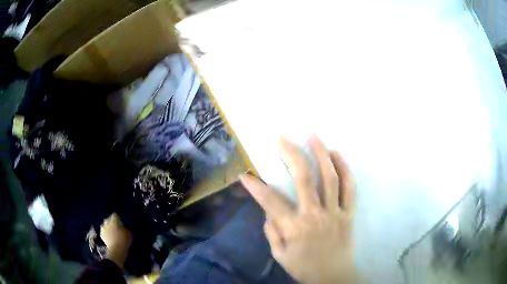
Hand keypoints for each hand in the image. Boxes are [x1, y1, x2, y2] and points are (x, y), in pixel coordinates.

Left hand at [100, 213, 132, 267]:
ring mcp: (103, 228)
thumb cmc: (124, 240)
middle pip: (109, 219)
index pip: (115, 215)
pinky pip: (104, 232)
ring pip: (106, 225)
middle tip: (117, 228)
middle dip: (112, 222)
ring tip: (113, 233)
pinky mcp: (101, 235)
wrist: (116, 250)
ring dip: (108, 228)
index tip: (121, 222)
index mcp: (114, 219)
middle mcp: (107, 221)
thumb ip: (126, 228)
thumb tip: (124, 228)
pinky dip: (106, 233)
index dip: (118, 218)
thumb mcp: (129, 234)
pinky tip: (110, 237)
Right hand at [240, 136, 357, 283]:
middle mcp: (315, 215)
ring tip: (313, 136)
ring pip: (330, 178)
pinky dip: (344, 169)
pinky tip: (337, 154)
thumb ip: (272, 231)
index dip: (255, 186)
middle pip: (303, 179)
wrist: (333, 277)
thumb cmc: (304, 268)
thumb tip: (268, 210)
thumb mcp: (280, 255)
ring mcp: (335, 212)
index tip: (244, 174)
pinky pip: (350, 188)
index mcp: (294, 228)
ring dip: (321, 154)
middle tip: (281, 138)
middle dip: (290, 154)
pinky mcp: (348, 213)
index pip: (270, 202)